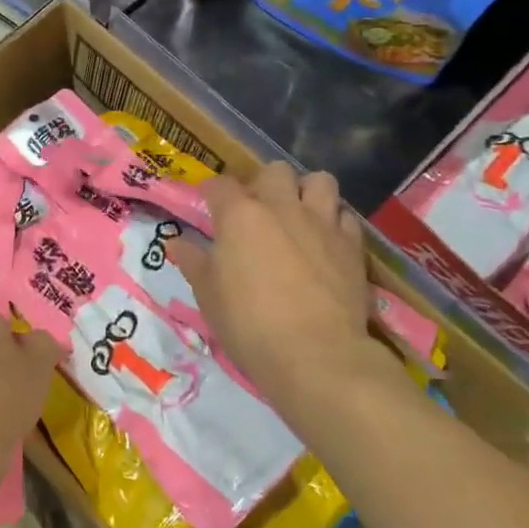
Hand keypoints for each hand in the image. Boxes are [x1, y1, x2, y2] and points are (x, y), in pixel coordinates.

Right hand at [168, 162, 391, 406]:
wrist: (316, 356)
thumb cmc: (249, 324)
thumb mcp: (208, 296)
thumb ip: (193, 262)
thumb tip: (176, 243)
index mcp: (239, 215)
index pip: (220, 184)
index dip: (212, 192)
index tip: (209, 205)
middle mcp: (281, 207)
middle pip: (275, 171)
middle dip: (264, 184)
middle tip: (257, 211)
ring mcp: (321, 223)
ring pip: (319, 181)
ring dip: (306, 192)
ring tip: (298, 215)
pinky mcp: (352, 245)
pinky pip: (345, 216)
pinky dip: (334, 222)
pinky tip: (326, 241)